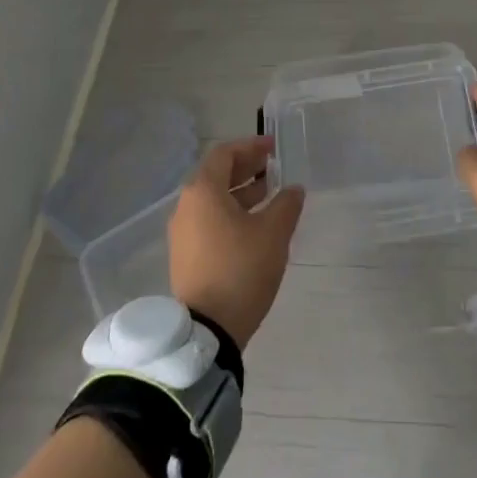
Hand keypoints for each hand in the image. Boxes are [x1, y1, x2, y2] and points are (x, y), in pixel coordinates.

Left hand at [168, 137, 304, 348]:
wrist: (207, 330)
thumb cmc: (240, 270)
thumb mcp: (273, 234)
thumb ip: (286, 204)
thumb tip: (293, 189)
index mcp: (203, 191)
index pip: (225, 154)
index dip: (251, 146)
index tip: (274, 147)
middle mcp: (186, 206)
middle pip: (216, 175)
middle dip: (246, 168)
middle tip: (274, 167)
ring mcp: (183, 232)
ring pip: (213, 199)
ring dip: (241, 192)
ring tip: (271, 194)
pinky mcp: (186, 254)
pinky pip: (209, 220)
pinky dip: (231, 212)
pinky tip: (255, 224)